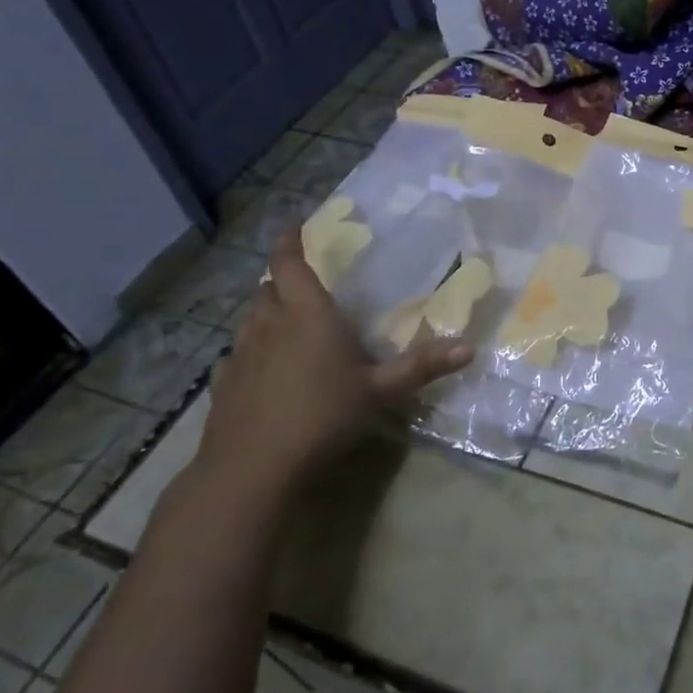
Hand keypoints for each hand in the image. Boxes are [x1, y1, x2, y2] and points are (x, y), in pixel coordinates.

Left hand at [197, 231, 471, 493]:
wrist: (252, 468)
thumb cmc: (323, 416)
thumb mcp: (381, 391)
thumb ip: (422, 366)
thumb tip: (470, 347)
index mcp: (307, 315)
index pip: (290, 264)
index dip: (289, 241)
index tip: (292, 224)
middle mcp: (269, 324)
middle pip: (268, 289)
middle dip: (283, 281)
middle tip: (303, 286)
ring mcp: (241, 354)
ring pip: (251, 319)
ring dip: (267, 313)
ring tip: (286, 324)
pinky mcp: (222, 384)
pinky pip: (237, 354)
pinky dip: (252, 350)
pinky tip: (262, 371)